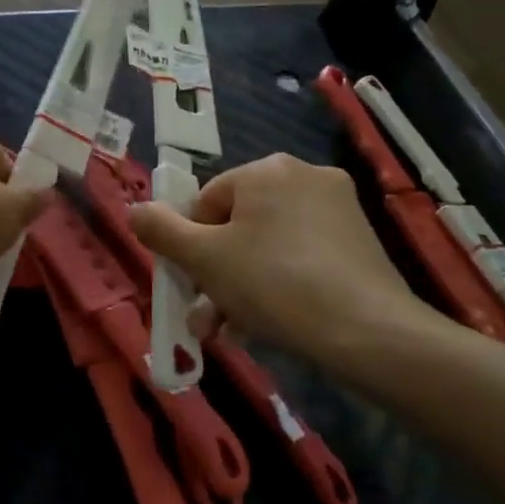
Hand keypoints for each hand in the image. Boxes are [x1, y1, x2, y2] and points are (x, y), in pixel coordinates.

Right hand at [128, 154, 439, 374]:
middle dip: (215, 274)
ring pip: (267, 247)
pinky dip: (278, 287)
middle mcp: (304, 177)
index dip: (191, 246)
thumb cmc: (273, 284)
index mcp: (266, 170)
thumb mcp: (202, 258)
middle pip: (237, 227)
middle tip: (206, 317)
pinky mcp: (360, 243)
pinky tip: (268, 325)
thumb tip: (135, 209)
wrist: (369, 333)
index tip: (191, 284)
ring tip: (232, 331)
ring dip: (240, 287)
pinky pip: (300, 259)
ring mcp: (339, 210)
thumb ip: (160, 230)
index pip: (206, 202)